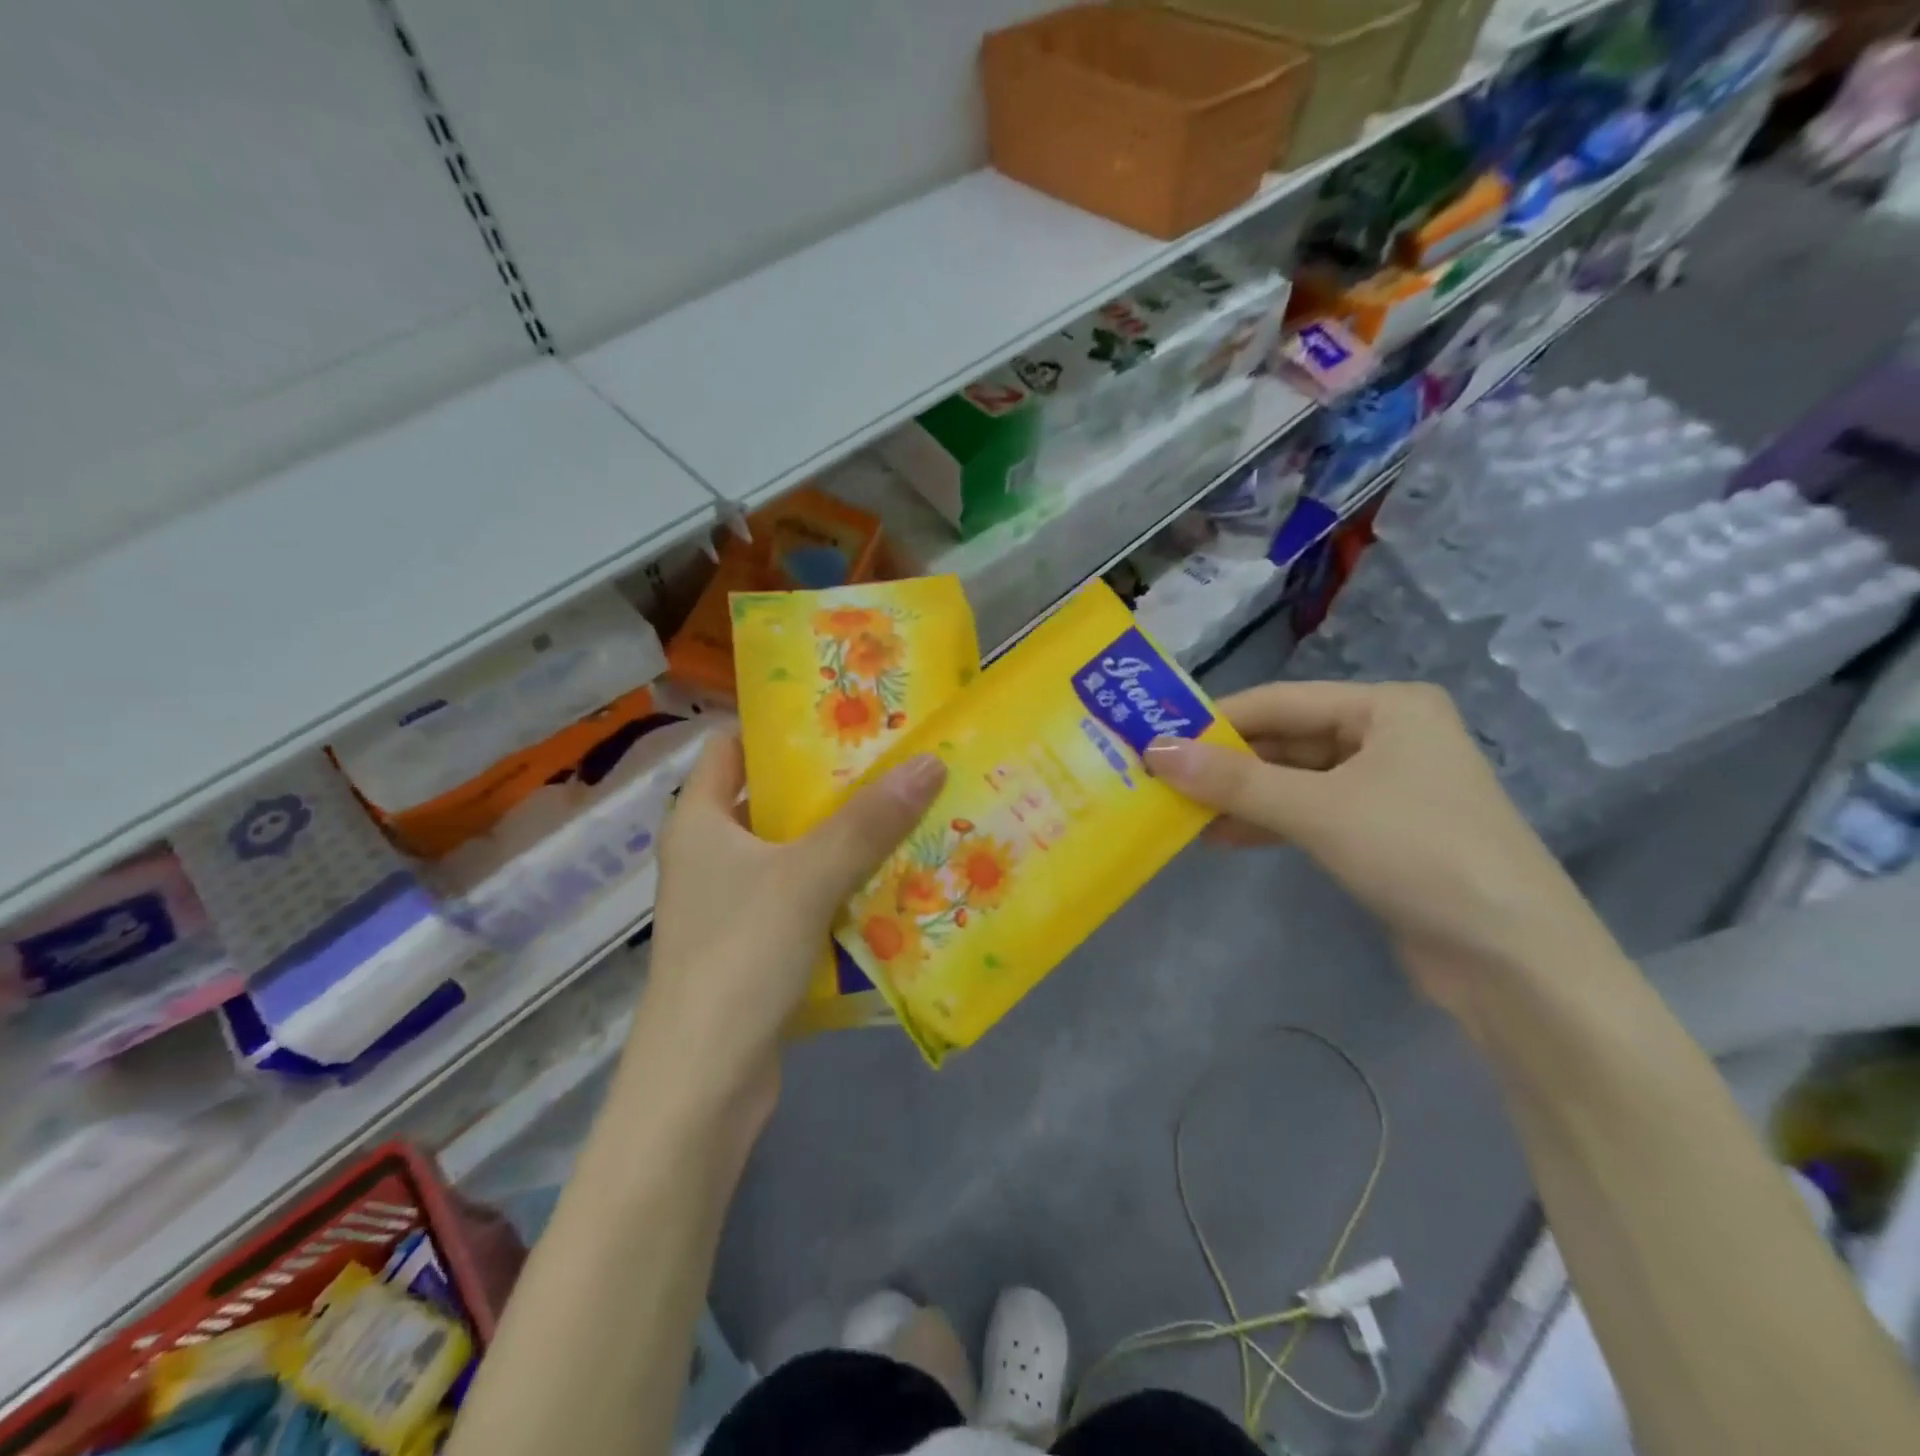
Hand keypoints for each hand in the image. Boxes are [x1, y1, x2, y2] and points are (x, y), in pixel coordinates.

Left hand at [636, 734, 945, 1101]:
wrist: (703, 1085)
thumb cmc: (739, 957)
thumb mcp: (808, 877)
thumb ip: (868, 822)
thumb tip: (930, 761)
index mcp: (700, 820)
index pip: (731, 746)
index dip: (777, 724)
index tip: (839, 711)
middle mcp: (710, 855)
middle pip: (772, 798)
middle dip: (830, 782)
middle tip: (894, 760)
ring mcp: (732, 903)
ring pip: (795, 851)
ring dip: (844, 837)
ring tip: (907, 810)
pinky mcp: (757, 945)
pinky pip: (805, 897)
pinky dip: (842, 886)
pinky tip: (892, 879)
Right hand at [1144, 681, 1616, 1020]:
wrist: (1514, 961)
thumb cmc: (1419, 854)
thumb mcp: (1318, 809)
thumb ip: (1233, 780)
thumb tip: (1154, 751)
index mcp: (1388, 707)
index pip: (1280, 701)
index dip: (1215, 719)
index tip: (1154, 735)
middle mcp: (1389, 736)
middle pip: (1286, 740)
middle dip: (1225, 762)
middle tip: (1159, 777)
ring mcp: (1386, 787)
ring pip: (1293, 780)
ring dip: (1240, 796)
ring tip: (1180, 811)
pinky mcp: (1381, 833)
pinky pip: (1309, 813)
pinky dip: (1267, 823)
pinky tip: (1221, 837)